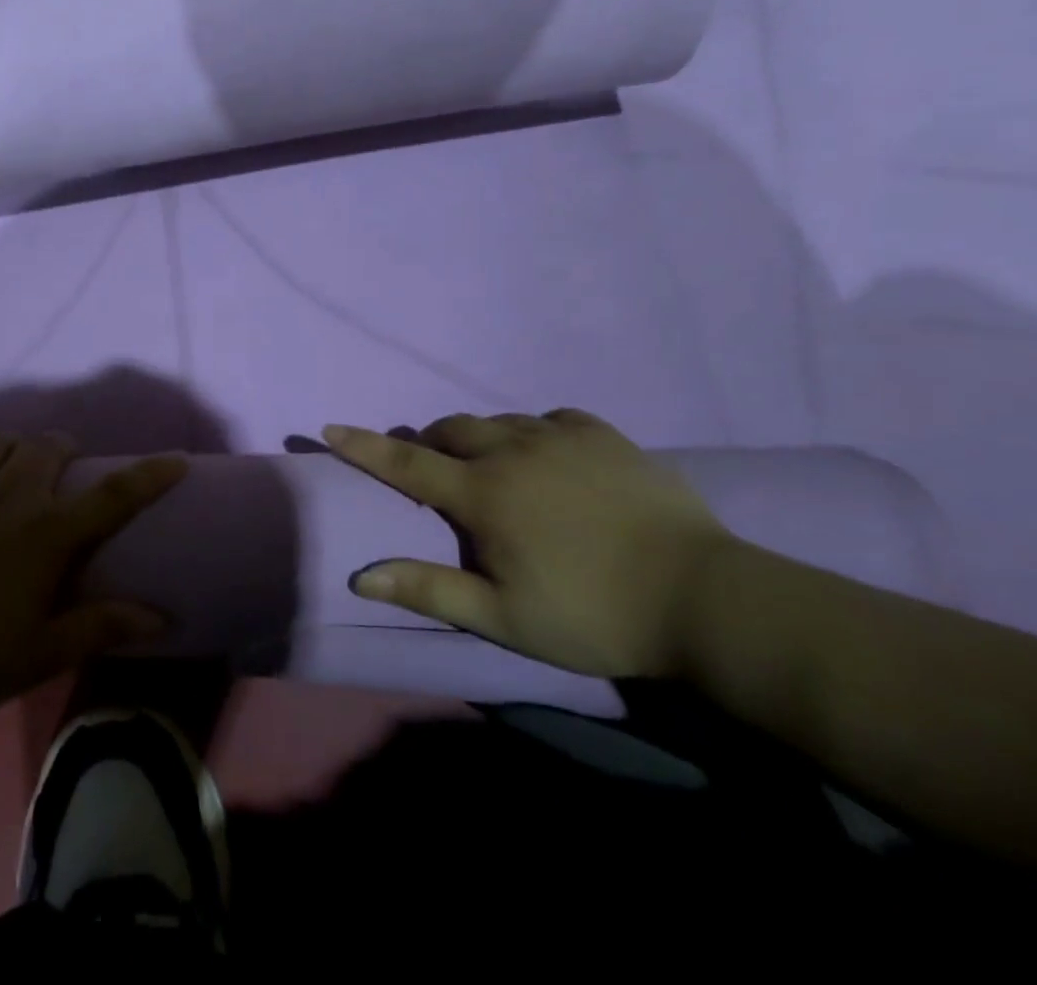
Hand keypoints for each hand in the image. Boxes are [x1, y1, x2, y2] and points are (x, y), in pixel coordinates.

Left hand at [0, 434, 185, 715]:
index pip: (113, 496)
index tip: (177, 459)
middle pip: (51, 447)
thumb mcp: (41, 653)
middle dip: (66, 452)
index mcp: (47, 534)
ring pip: (4, 440)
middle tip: (62, 477)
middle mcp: (11, 494)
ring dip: (19, 449)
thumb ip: (101, 626)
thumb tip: (161, 617)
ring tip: (15, 471)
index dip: (151, 475)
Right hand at [327, 411, 730, 677]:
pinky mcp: (603, 435)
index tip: (330, 427)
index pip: (406, 464)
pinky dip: (533, 432)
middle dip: (430, 444)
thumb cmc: (593, 614)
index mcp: (483, 494)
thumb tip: (361, 575)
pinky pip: (551, 418)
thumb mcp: (503, 617)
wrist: (705, 598)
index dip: (364, 447)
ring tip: (492, 467)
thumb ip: (430, 589)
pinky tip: (547, 454)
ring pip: (498, 421)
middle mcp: (512, 451)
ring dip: (479, 438)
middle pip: (451, 430)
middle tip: (435, 472)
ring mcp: (560, 437)